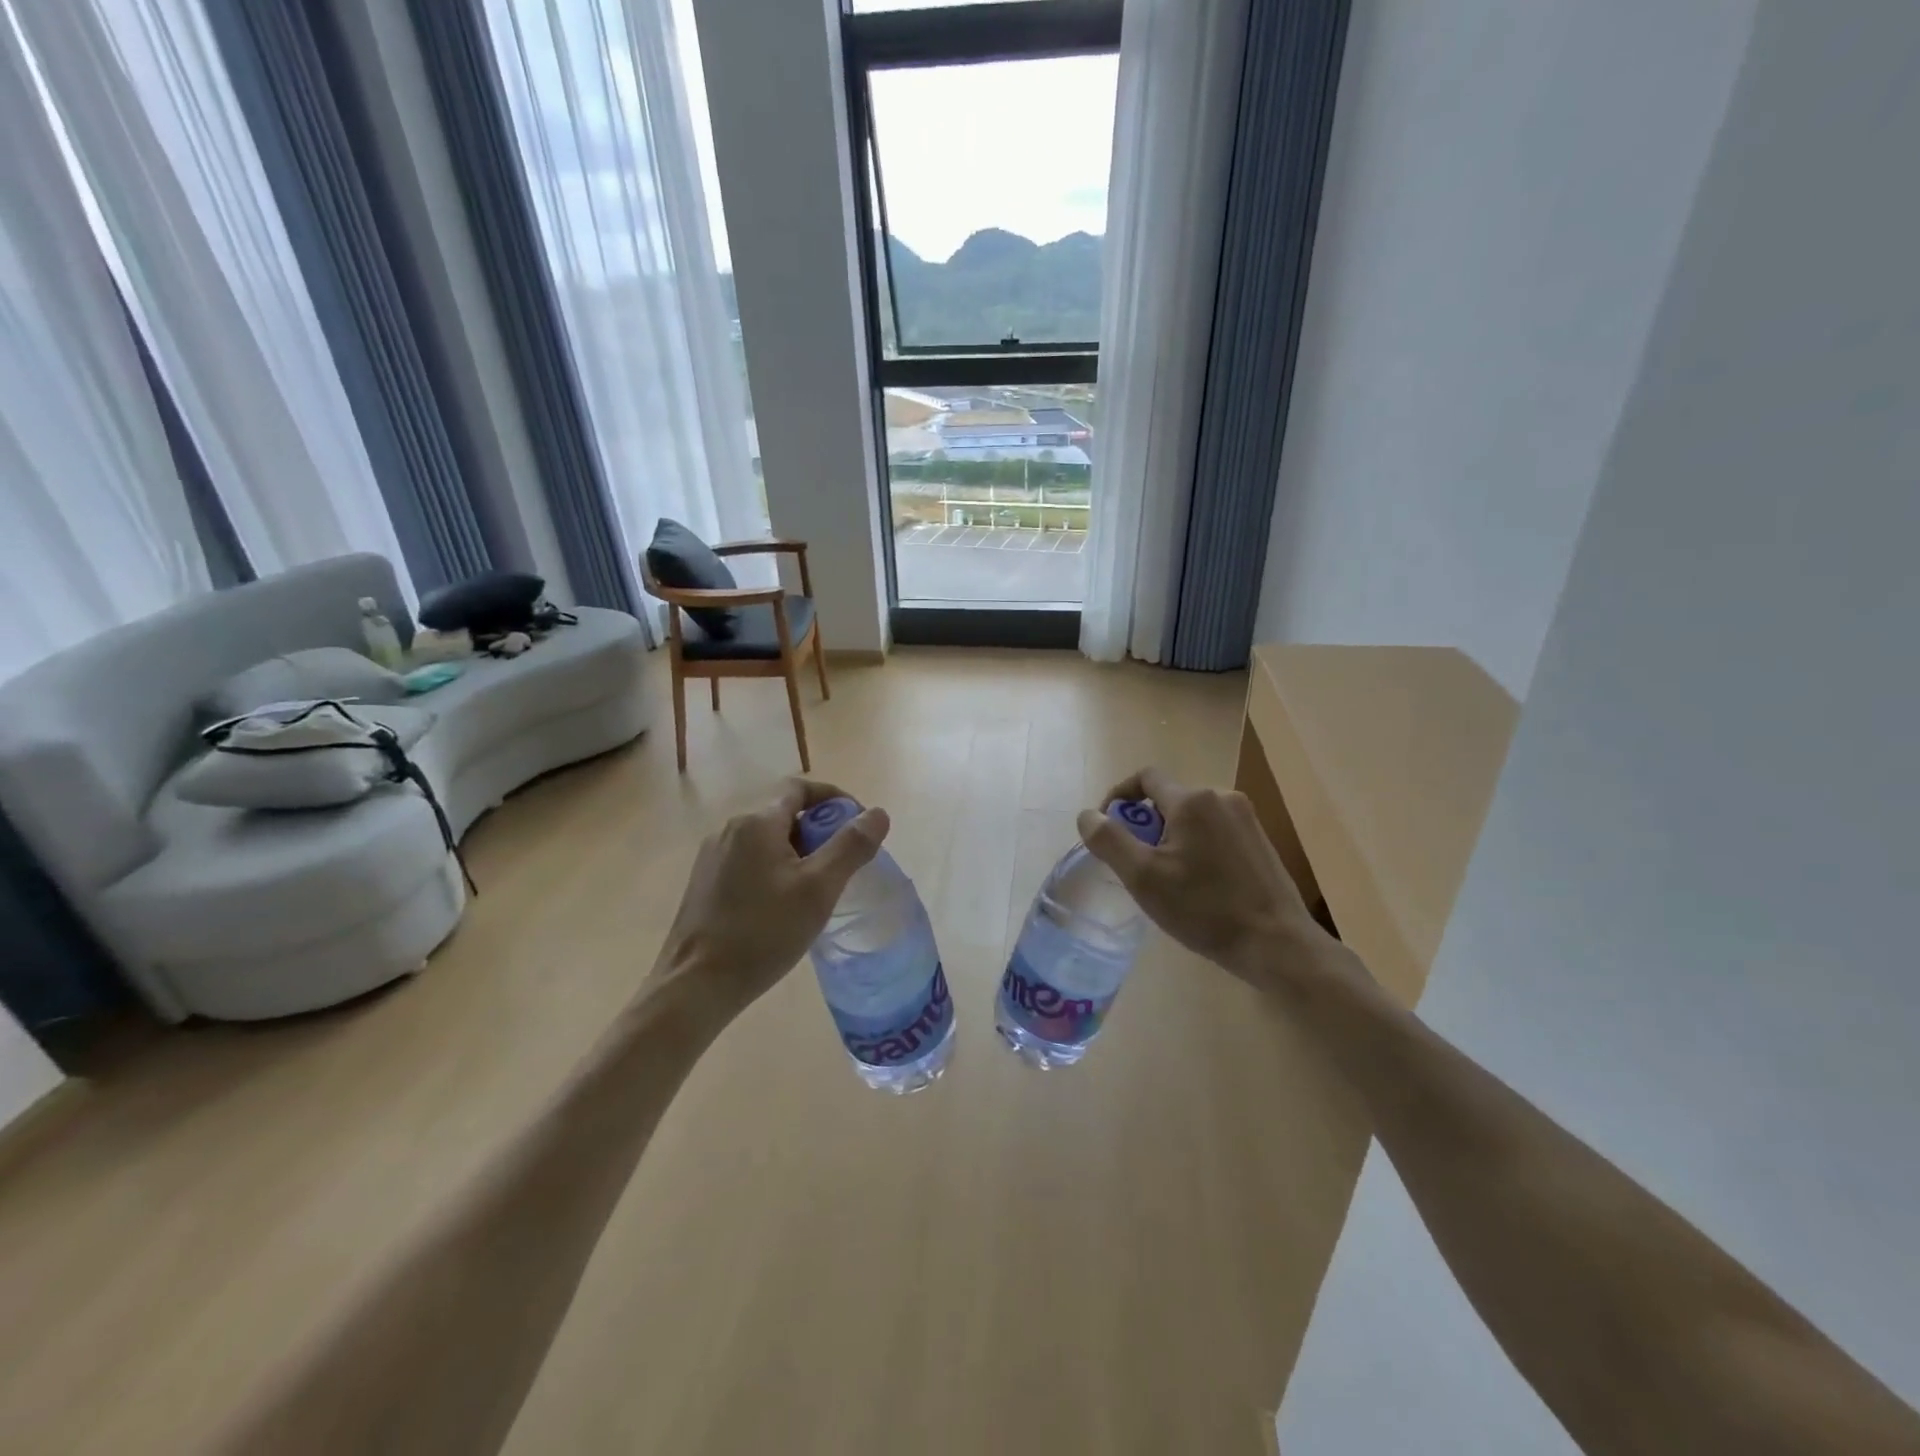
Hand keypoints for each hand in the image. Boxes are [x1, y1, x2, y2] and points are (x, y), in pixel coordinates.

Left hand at [652, 779, 888, 1021]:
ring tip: (818, 890)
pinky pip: (750, 861)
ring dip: (798, 853)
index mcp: (756, 823)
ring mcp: (712, 857)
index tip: (858, 825)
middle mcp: (730, 830)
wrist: (695, 985)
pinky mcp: (704, 883)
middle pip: (785, 814)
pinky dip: (775, 870)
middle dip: (819, 831)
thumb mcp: (818, 889)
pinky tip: (784, 906)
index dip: (834, 798)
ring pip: (767, 841)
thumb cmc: (762, 932)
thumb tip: (877, 814)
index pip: (800, 788)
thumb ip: (851, 846)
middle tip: (844, 866)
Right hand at [1077, 767, 1332, 991]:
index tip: (1108, 827)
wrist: (1277, 943)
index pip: (1145, 777)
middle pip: (1169, 799)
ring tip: (1166, 879)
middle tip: (1136, 864)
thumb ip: (1109, 840)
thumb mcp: (1143, 877)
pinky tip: (1198, 885)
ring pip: (1192, 817)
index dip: (1119, 796)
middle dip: (1145, 824)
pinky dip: (1196, 847)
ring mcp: (1246, 819)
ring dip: (1170, 837)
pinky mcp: (1260, 841)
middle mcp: (1222, 798)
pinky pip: (1215, 832)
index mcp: (1192, 801)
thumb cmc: (1204, 909)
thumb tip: (1088, 815)